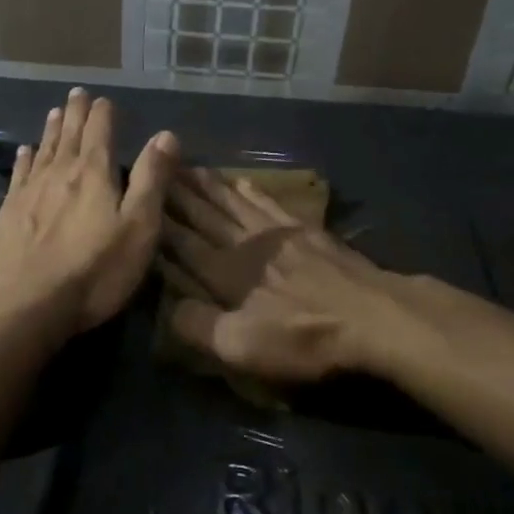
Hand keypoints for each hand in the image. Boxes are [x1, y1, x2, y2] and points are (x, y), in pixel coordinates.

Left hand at [0, 88, 178, 333]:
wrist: (23, 306)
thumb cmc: (93, 271)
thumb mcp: (138, 228)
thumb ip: (152, 180)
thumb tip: (165, 135)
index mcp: (94, 174)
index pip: (100, 132)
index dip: (103, 114)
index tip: (103, 98)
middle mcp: (60, 174)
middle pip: (69, 136)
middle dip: (75, 114)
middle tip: (76, 94)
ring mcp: (29, 193)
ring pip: (44, 151)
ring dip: (51, 130)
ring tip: (54, 112)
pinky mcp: (8, 214)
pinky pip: (19, 175)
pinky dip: (24, 159)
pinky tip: (24, 152)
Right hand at [161, 169, 443, 382]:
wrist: (374, 317)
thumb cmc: (305, 338)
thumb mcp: (243, 347)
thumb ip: (199, 326)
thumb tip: (166, 307)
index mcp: (226, 274)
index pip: (183, 242)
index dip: (159, 222)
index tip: (139, 198)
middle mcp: (246, 245)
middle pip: (206, 214)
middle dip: (179, 193)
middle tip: (157, 166)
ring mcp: (279, 234)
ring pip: (234, 203)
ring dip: (210, 186)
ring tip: (189, 166)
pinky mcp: (307, 233)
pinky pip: (271, 204)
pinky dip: (254, 191)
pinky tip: (244, 180)